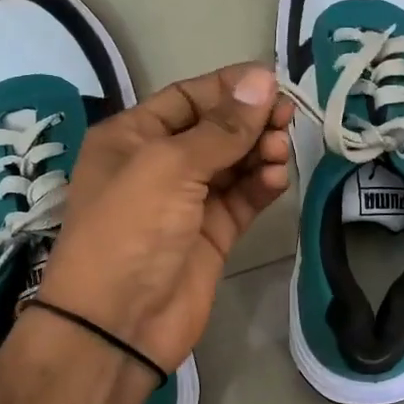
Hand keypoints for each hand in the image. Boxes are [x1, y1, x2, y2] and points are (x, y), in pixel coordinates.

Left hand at [33, 64, 291, 376]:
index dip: (229, 87)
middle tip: (286, 118)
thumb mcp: (170, 166)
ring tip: (279, 152)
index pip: (187, 97)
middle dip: (250, 121)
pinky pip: (243, 198)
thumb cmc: (131, 230)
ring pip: (234, 162)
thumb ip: (222, 127)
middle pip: (215, 128)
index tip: (273, 82)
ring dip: (259, 152)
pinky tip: (278, 179)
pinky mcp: (212, 233)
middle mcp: (159, 164)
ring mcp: (188, 201)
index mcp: (132, 136)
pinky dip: (262, 185)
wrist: (118, 324)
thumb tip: (263, 80)